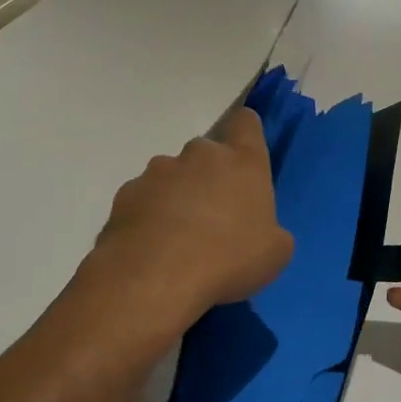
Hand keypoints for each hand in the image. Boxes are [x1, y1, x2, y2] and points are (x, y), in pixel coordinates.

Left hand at [84, 106, 293, 327]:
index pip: (245, 122)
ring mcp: (158, 172)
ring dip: (178, 196)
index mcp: (243, 162)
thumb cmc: (229, 259)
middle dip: (210, 177)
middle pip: (207, 153)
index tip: (245, 158)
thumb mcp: (275, 253)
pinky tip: (153, 248)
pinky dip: (149, 216)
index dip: (246, 135)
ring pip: (173, 176)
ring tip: (179, 239)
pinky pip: (144, 199)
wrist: (154, 279)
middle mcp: (200, 155)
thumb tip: (257, 231)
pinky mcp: (126, 194)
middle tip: (215, 218)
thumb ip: (269, 230)